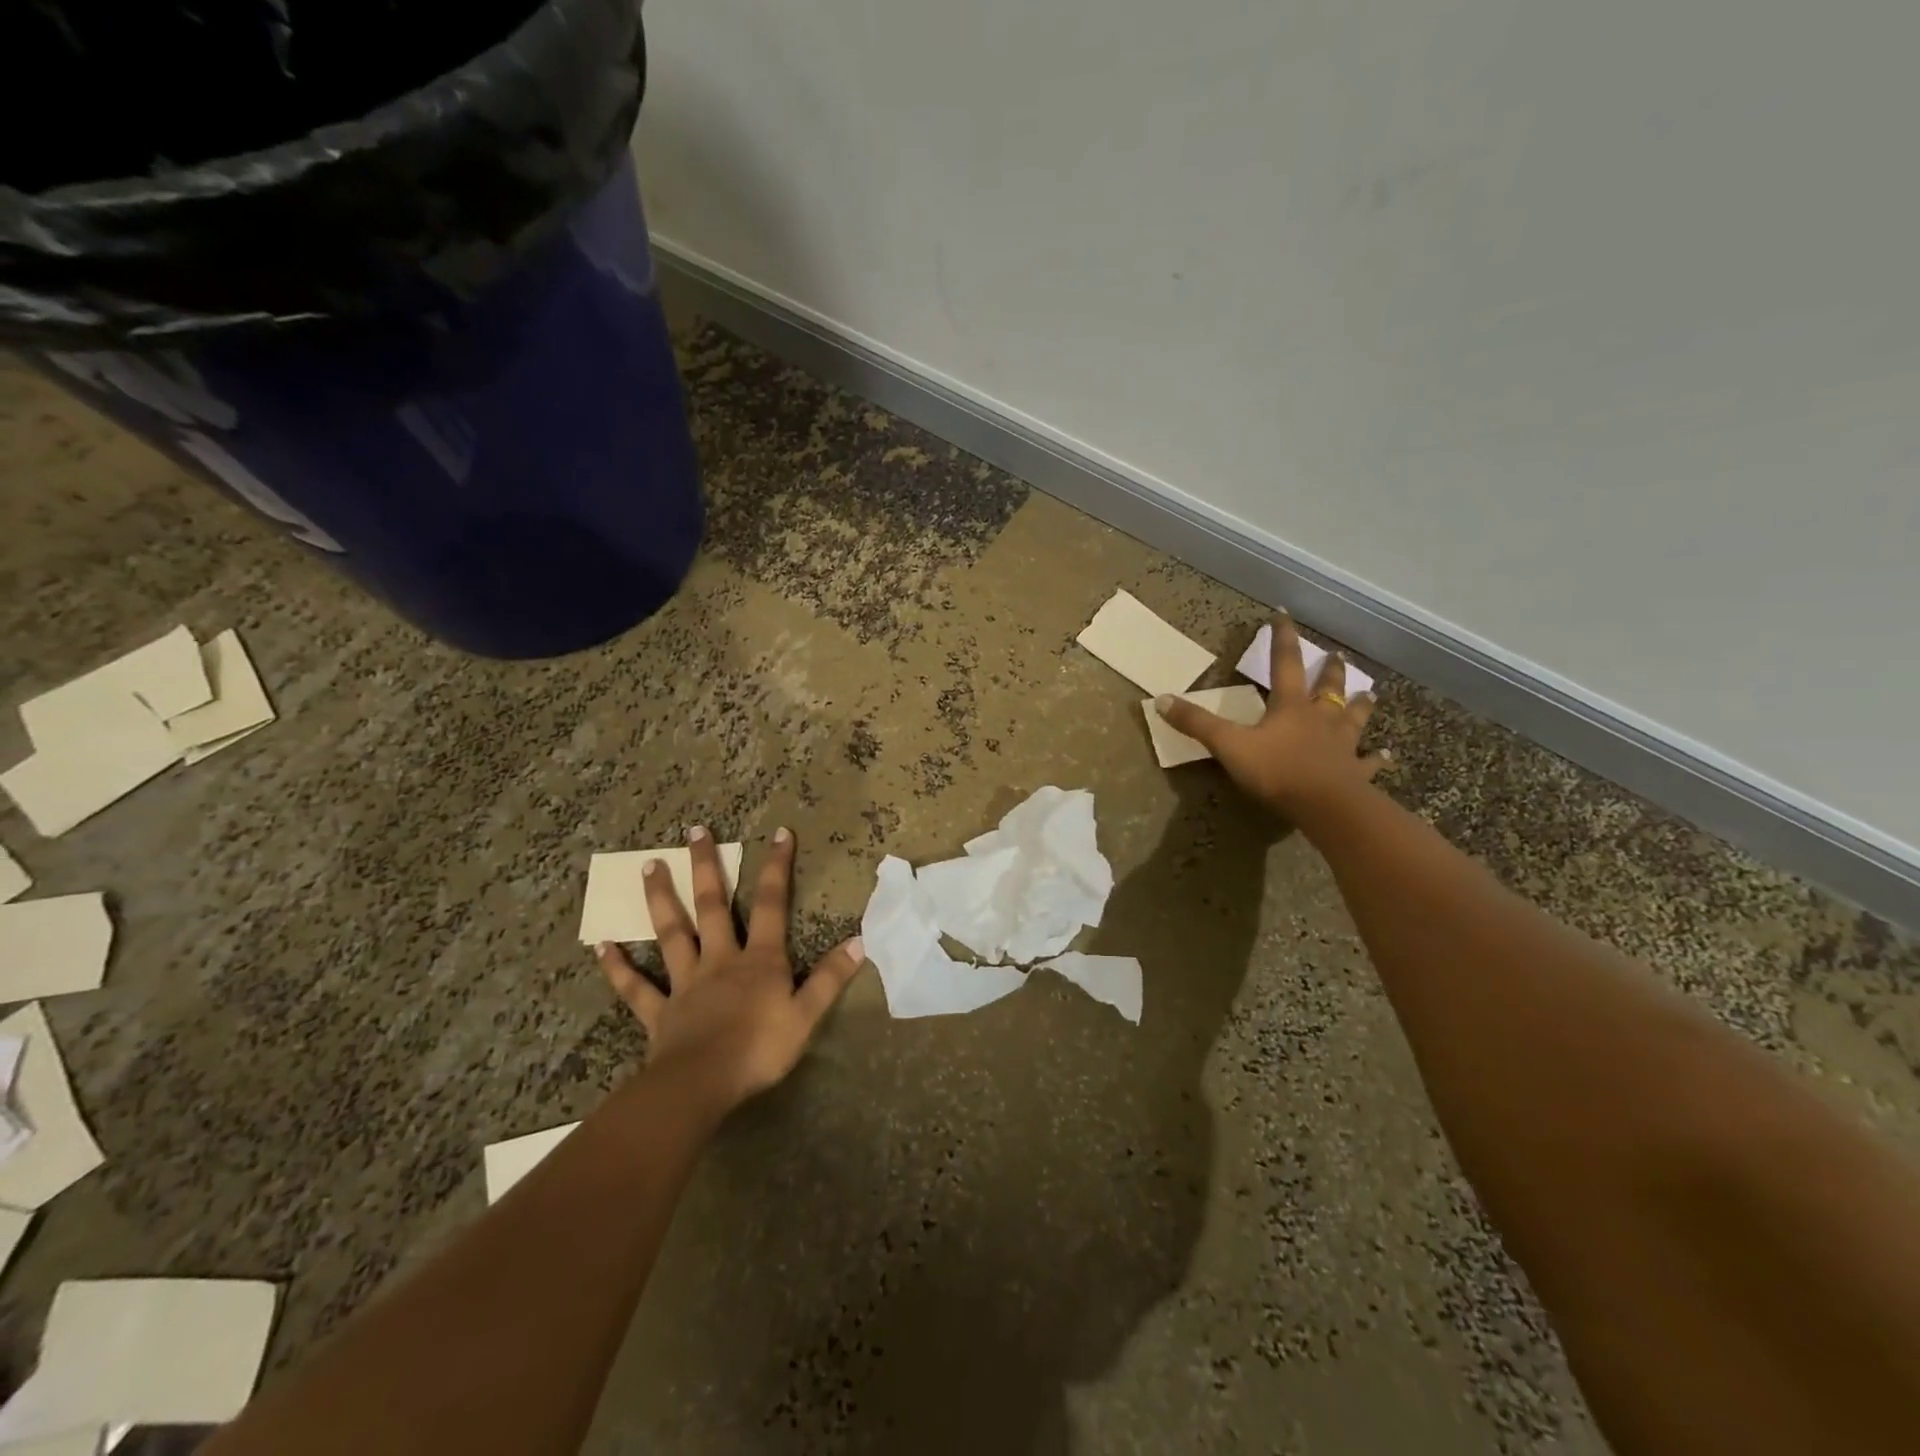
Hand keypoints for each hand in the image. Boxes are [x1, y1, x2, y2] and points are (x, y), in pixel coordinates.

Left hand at [595, 826, 863, 1113]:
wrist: (703, 1084)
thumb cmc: (759, 1049)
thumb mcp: (806, 1015)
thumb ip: (830, 978)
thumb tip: (859, 941)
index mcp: (759, 959)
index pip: (773, 903)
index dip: (777, 867)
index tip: (779, 833)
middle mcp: (720, 959)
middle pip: (712, 905)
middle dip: (706, 866)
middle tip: (694, 831)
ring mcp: (686, 983)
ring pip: (672, 933)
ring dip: (660, 899)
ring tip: (647, 865)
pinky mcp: (659, 1011)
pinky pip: (636, 987)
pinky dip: (618, 967)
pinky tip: (601, 945)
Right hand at [1155, 612, 1389, 825]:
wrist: (1324, 805)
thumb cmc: (1276, 770)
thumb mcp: (1228, 745)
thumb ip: (1196, 723)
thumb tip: (1160, 699)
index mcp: (1290, 707)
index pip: (1285, 664)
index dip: (1282, 638)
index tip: (1284, 613)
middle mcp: (1320, 719)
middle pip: (1327, 688)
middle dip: (1330, 670)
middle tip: (1337, 655)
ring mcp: (1342, 745)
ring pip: (1354, 718)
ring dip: (1361, 705)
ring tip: (1370, 694)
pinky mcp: (1356, 773)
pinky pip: (1369, 763)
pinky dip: (1377, 758)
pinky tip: (1386, 755)